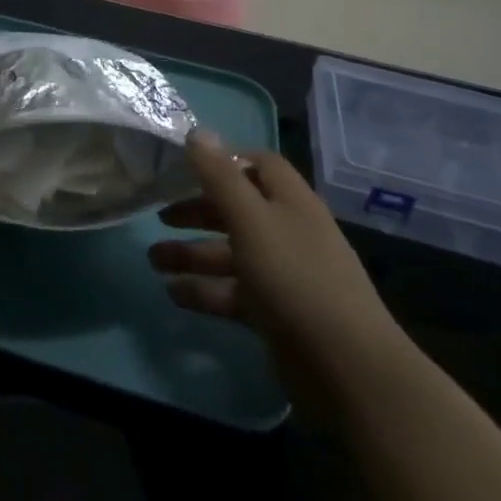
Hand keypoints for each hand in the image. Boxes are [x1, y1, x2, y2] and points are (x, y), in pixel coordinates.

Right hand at [148, 132, 402, 383]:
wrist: (348, 369)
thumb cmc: (296, 279)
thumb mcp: (251, 220)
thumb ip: (220, 177)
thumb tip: (197, 131)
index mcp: (290, 201)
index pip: (258, 165)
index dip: (224, 160)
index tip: (184, 165)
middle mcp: (288, 231)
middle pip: (238, 209)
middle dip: (197, 210)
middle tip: (158, 214)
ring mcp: (284, 275)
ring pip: (231, 253)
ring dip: (192, 254)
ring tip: (152, 260)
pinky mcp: (277, 314)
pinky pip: (234, 292)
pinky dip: (205, 290)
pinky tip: (173, 294)